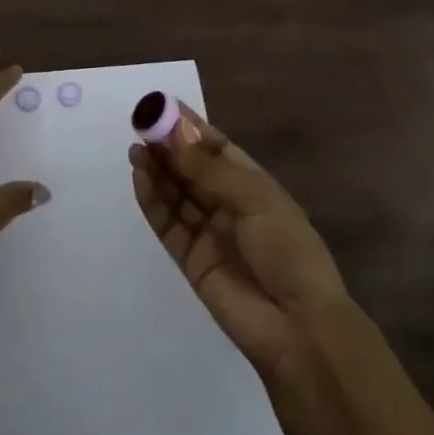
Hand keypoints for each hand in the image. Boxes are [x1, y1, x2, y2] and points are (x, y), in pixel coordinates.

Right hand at [129, 104, 348, 380]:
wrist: (298, 328)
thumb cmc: (288, 251)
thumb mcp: (256, 199)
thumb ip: (209, 168)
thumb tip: (174, 132)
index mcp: (253, 185)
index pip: (216, 148)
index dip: (190, 128)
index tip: (163, 106)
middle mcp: (229, 204)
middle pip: (192, 169)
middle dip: (168, 147)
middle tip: (141, 125)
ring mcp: (208, 232)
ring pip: (176, 193)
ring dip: (156, 170)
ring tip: (136, 148)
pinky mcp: (190, 258)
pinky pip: (167, 222)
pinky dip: (152, 200)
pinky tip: (139, 176)